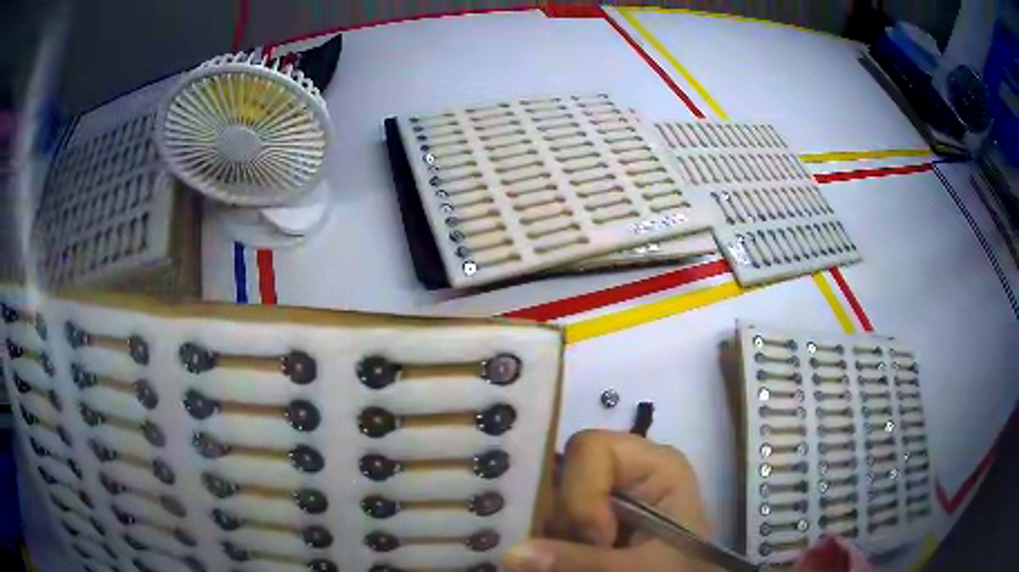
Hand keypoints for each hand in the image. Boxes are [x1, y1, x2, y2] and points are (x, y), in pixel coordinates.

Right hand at [502, 429, 712, 571]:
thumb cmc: (679, 571)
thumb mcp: (639, 567)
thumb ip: (580, 561)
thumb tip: (510, 554)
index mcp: (653, 465)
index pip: (592, 449)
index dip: (583, 492)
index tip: (599, 537)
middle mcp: (627, 471)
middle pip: (565, 472)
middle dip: (566, 518)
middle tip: (584, 550)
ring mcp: (607, 494)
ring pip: (552, 500)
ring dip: (556, 536)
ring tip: (581, 560)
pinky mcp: (592, 517)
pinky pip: (553, 520)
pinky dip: (552, 543)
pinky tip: (569, 559)